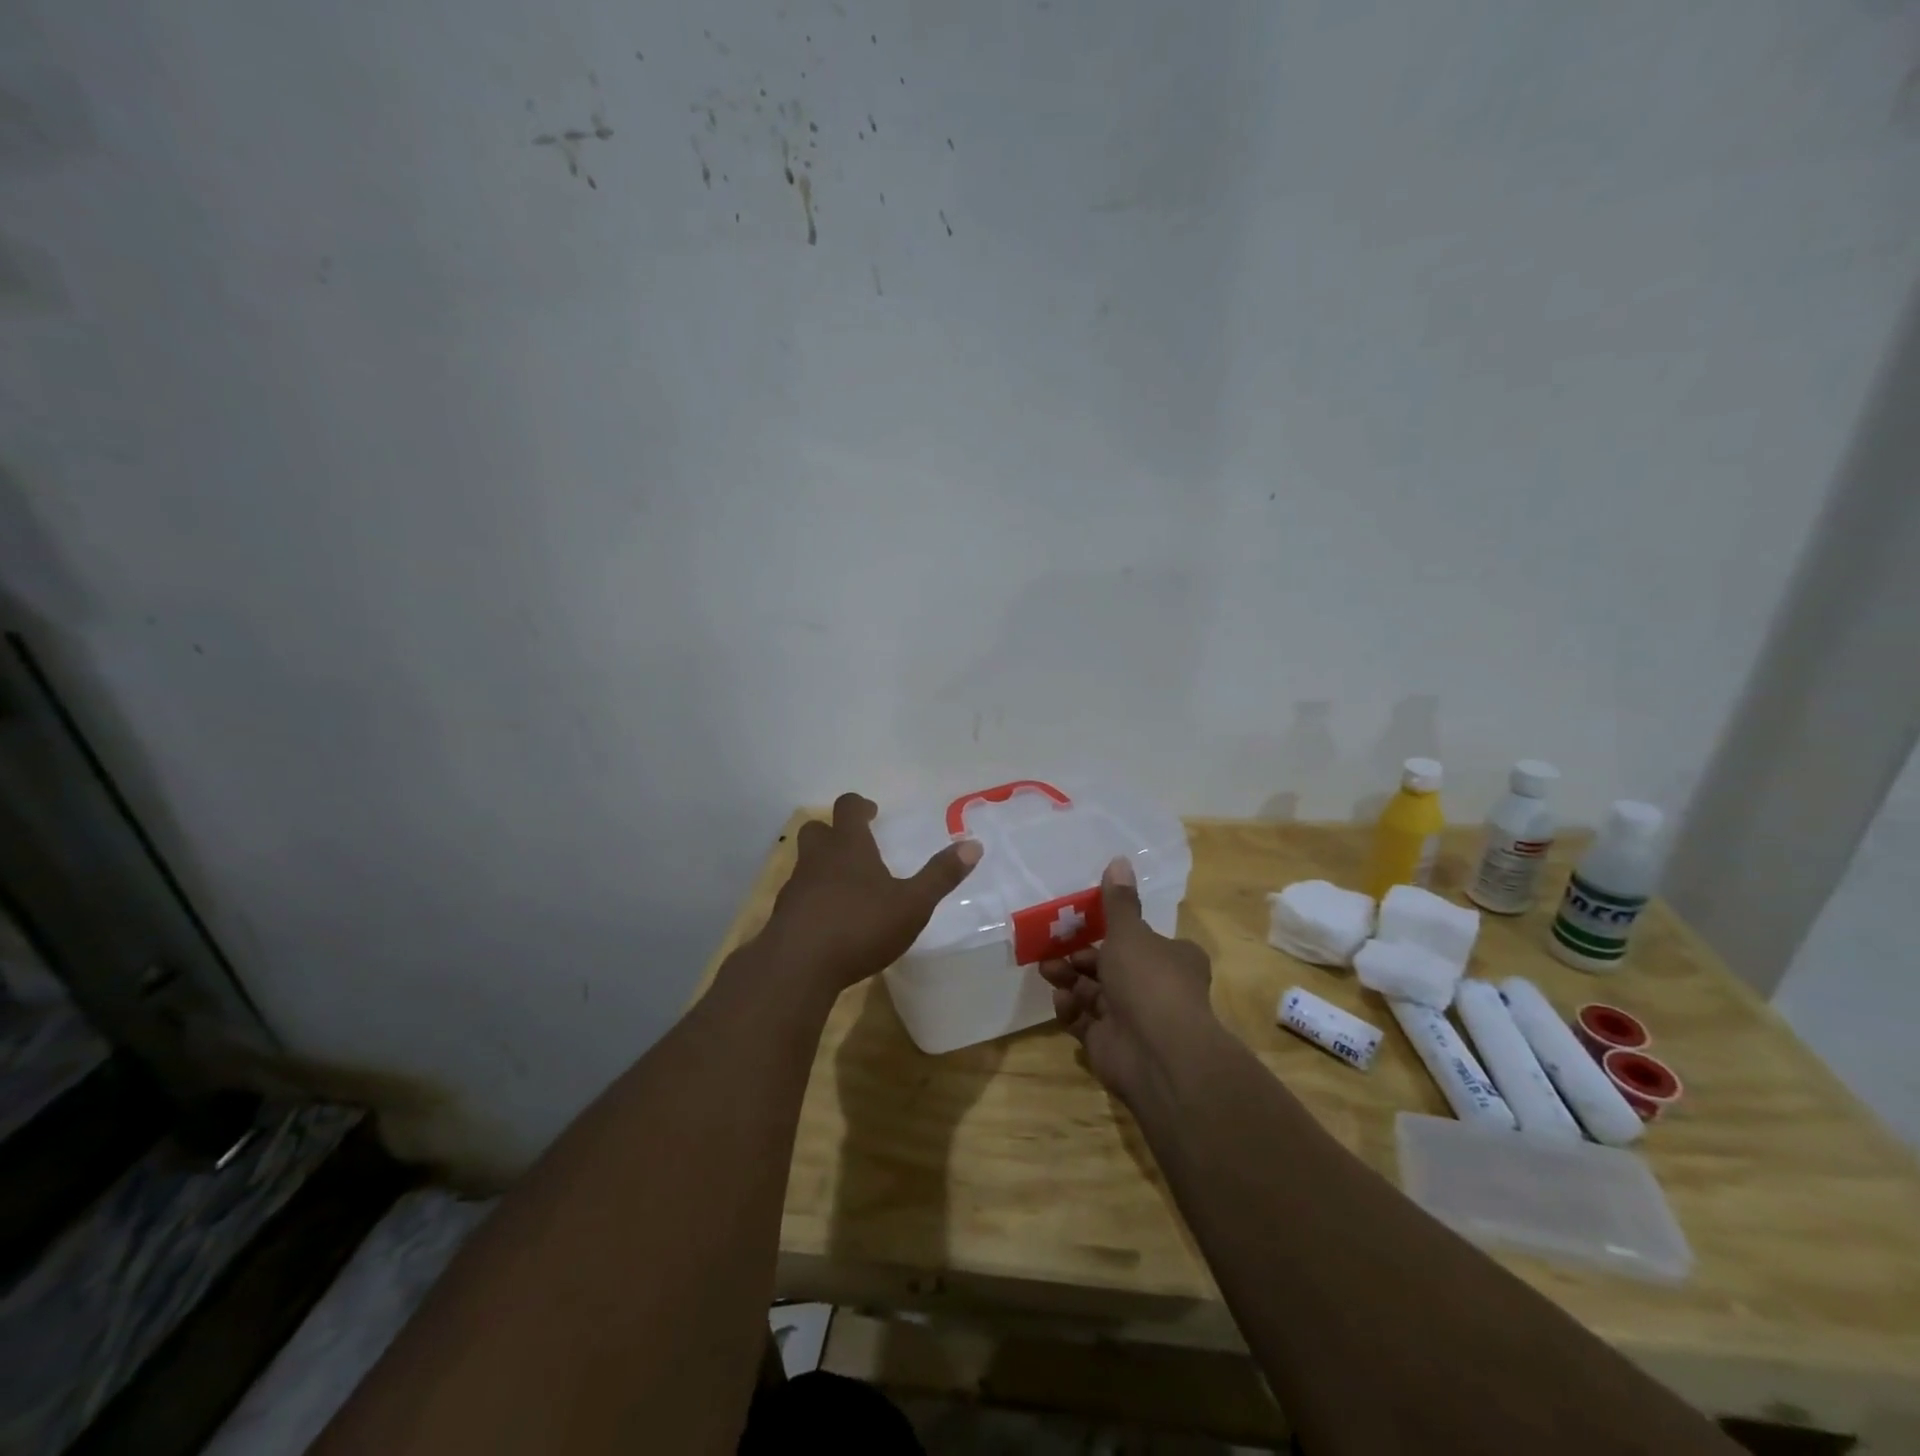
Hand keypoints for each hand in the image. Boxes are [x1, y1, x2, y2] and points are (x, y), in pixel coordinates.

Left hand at [758, 792, 980, 995]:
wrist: (798, 967)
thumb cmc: (860, 926)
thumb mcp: (912, 904)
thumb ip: (941, 876)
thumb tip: (973, 845)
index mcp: (848, 846)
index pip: (848, 808)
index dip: (860, 806)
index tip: (872, 813)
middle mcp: (817, 858)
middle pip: (817, 829)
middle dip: (834, 832)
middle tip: (856, 846)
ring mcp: (795, 886)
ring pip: (805, 863)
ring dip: (822, 866)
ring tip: (846, 887)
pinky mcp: (782, 916)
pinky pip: (799, 895)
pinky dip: (813, 898)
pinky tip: (829, 920)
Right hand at [1039, 856, 1217, 1102]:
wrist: (1158, 1053)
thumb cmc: (1149, 980)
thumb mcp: (1130, 932)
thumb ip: (1119, 902)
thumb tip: (1120, 858)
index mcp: (1172, 958)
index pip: (1143, 940)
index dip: (1114, 932)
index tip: (1083, 921)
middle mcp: (1156, 987)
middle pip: (1112, 966)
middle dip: (1080, 956)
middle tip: (1053, 948)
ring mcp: (1133, 1019)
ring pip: (1095, 993)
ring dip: (1070, 979)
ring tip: (1046, 970)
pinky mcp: (1111, 1045)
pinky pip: (1085, 1022)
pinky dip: (1071, 1010)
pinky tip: (1061, 1002)